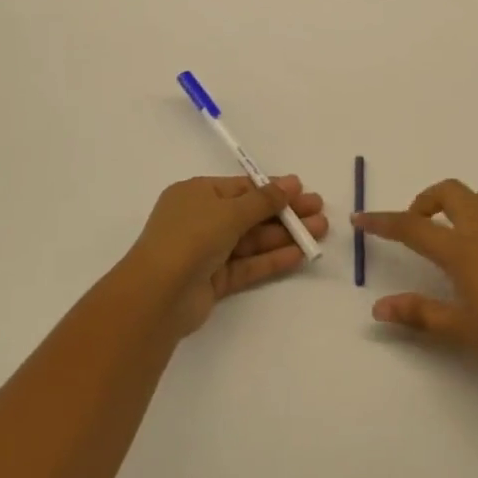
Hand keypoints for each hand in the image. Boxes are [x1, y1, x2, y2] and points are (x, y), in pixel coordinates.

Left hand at [117, 175, 327, 337]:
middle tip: (319, 211)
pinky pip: (247, 264)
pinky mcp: (213, 281)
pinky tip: (299, 254)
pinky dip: (271, 259)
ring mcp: (206, 252)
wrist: (157, 295)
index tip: (303, 191)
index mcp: (196, 194)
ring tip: (319, 232)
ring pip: (251, 240)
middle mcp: (200, 220)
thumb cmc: (191, 237)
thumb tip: (292, 182)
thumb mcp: (230, 211)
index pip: (241, 188)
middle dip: (285, 213)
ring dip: (284, 235)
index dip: (272, 189)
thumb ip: (264, 199)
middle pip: (250, 214)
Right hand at [354, 179, 477, 392]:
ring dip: (458, 208)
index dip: (383, 221)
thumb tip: (380, 308)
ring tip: (453, 244)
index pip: (413, 226)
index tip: (361, 219)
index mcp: (464, 250)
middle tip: (417, 227)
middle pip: (450, 192)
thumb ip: (421, 314)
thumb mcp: (465, 331)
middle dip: (425, 201)